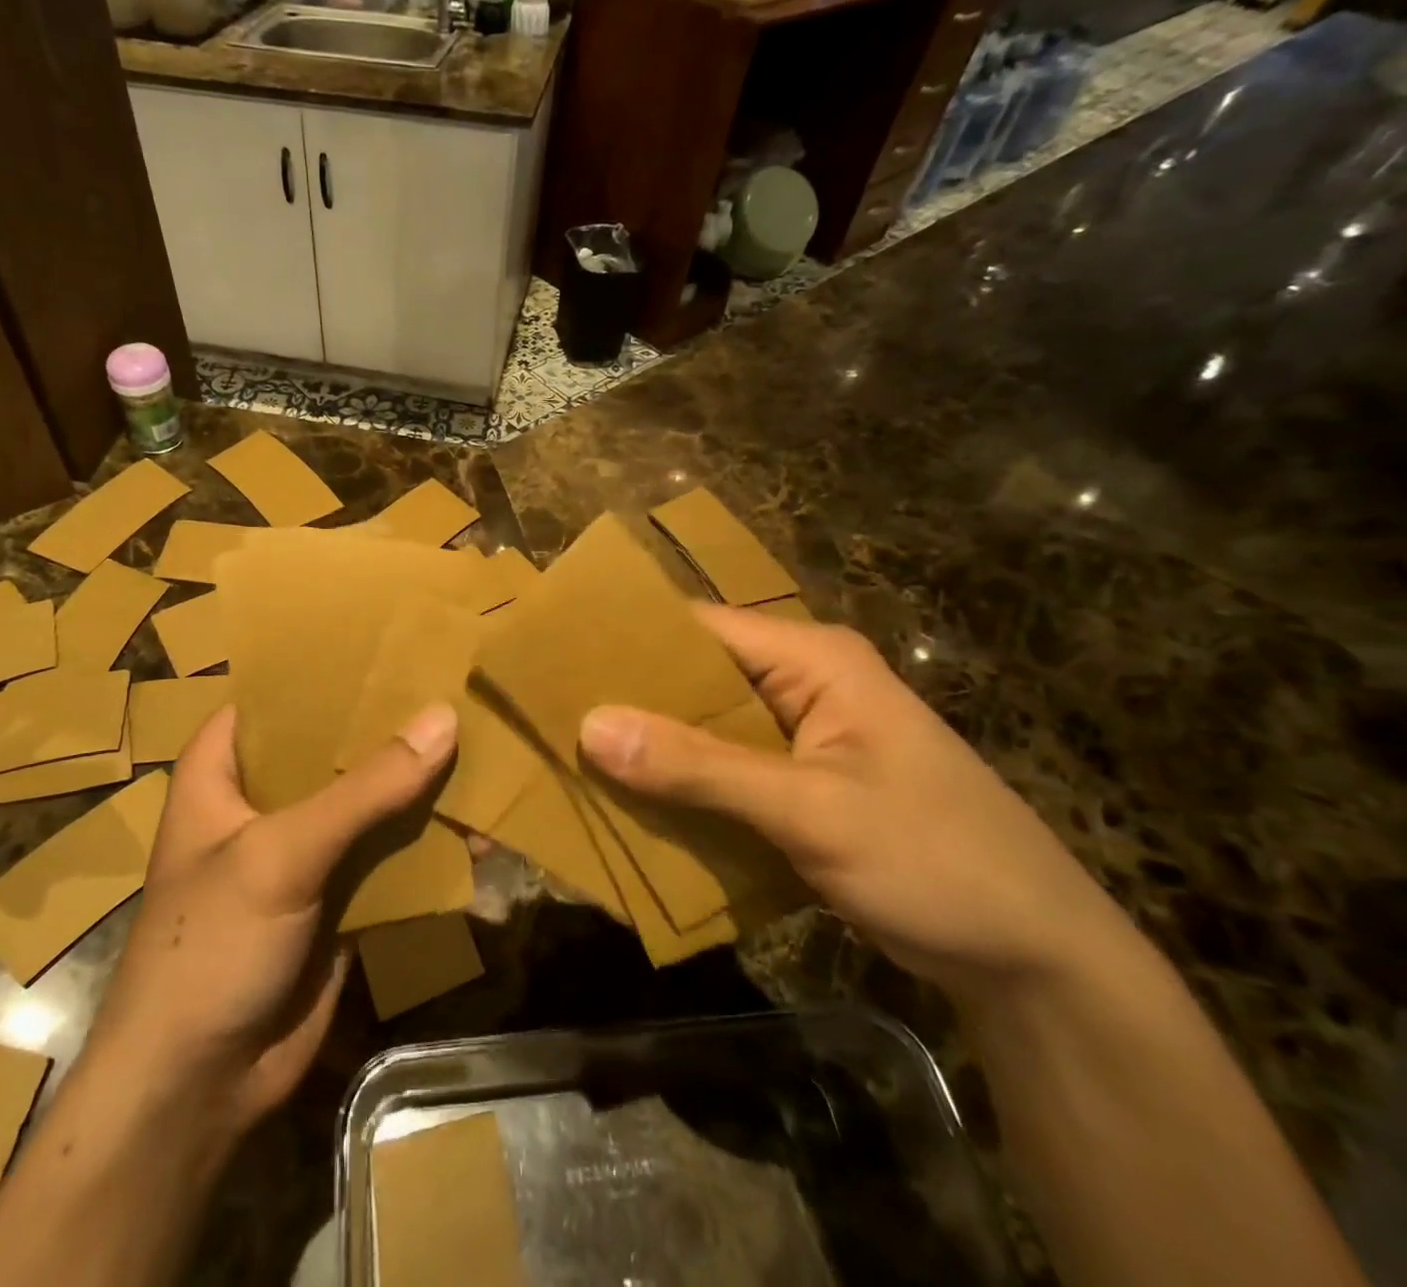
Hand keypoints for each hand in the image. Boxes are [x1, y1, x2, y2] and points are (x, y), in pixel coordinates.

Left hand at [89, 702, 458, 1137]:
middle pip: (335, 745)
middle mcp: (264, 799)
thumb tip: (443, 719)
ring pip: (369, 799)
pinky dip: (427, 841)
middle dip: (391, 725)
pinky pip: (388, 852)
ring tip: (483, 744)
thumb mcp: (281, 853)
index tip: (396, 641)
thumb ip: (365, 789)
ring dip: (419, 783)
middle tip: (457, 684)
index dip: (331, 668)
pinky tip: (478, 826)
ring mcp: (304, 849)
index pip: (279, 696)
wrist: (199, 1086)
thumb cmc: (211, 945)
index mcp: (224, 769)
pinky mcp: (337, 894)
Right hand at [579, 606, 1137, 997]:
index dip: (626, 640)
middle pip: (694, 677)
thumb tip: (592, 726)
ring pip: (703, 727)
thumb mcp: (812, 811)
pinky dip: (681, 785)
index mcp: (812, 659)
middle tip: (549, 715)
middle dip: (629, 699)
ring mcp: (800, 736)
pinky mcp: (799, 784)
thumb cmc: (937, 861)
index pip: (698, 626)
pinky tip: (631, 804)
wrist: (1038, 960)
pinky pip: (721, 770)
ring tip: (571, 757)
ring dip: (650, 747)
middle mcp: (801, 683)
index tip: (554, 659)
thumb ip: (701, 767)